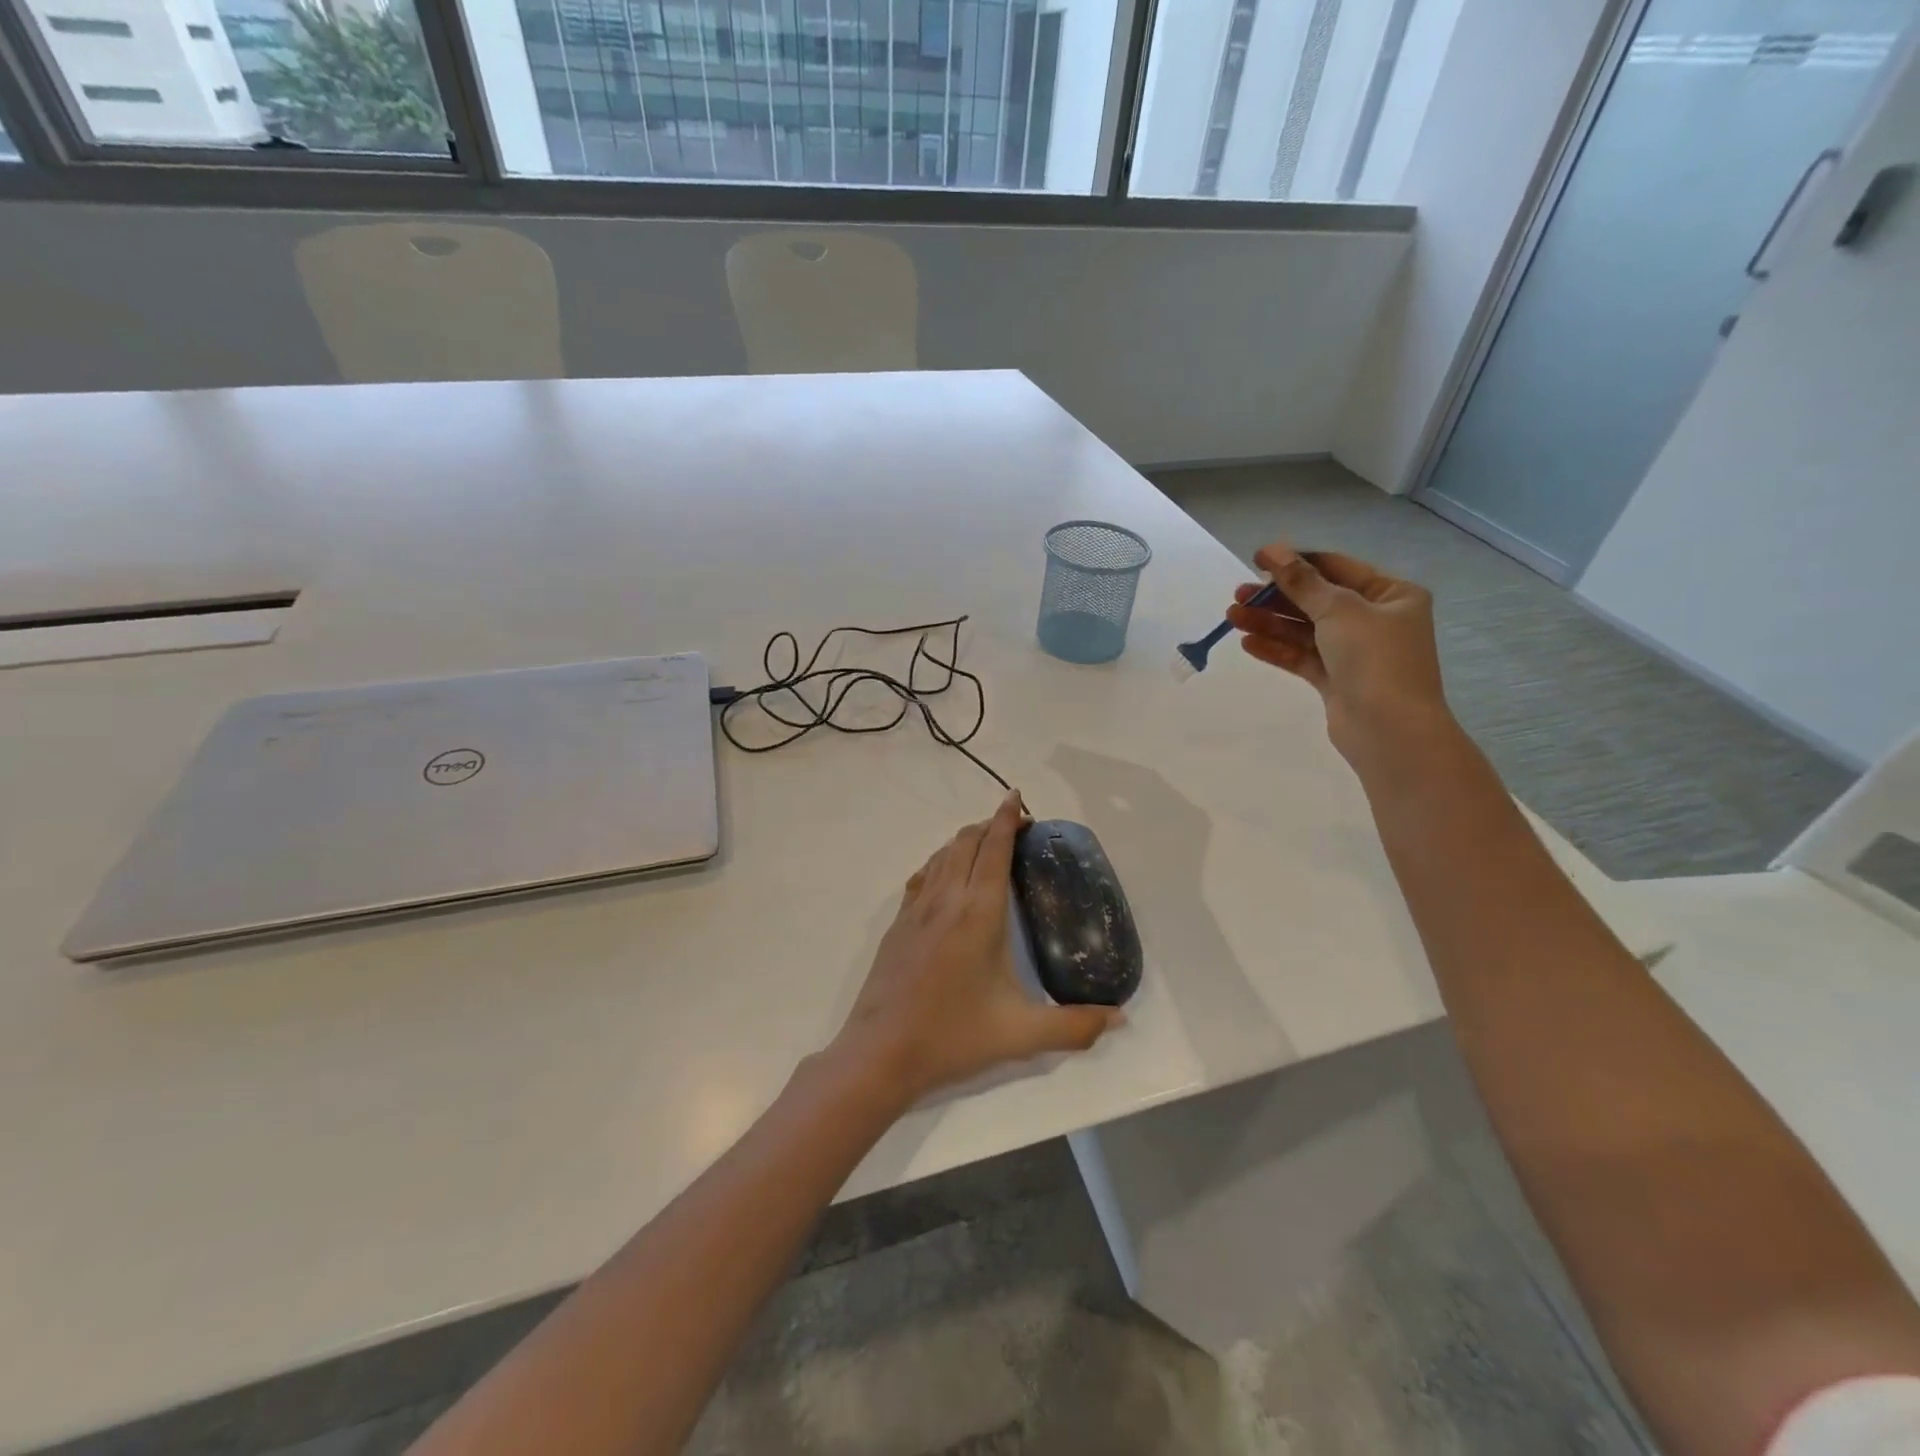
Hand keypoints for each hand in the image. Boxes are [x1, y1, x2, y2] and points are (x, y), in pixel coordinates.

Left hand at [830, 790, 1122, 1108]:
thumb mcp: (1021, 1035)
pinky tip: (946, 876)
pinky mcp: (897, 924)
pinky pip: (923, 876)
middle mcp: (946, 900)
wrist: (881, 1052)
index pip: (994, 849)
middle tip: (1015, 827)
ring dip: (965, 840)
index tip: (1018, 798)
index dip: (1007, 819)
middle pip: (966, 841)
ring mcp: (916, 910)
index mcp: (978, 914)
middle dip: (990, 824)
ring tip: (986, 844)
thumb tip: (1120, 1019)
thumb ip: (1075, 1026)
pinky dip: (941, 862)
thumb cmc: (953, 1037)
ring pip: (941, 855)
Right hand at [1225, 542, 1455, 768]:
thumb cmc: (1374, 659)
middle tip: (1238, 595)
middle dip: (1276, 597)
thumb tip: (1273, 550)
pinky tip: (1248, 643)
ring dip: (1269, 623)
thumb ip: (1302, 582)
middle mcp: (1376, 620)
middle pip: (1317, 600)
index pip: (1336, 568)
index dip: (1296, 562)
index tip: (1257, 559)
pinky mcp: (1337, 680)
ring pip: (1305, 630)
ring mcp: (1355, 652)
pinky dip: (1276, 649)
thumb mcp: (1338, 610)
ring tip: (1232, 617)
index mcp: (1391, 595)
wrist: (1389, 730)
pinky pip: (1302, 657)